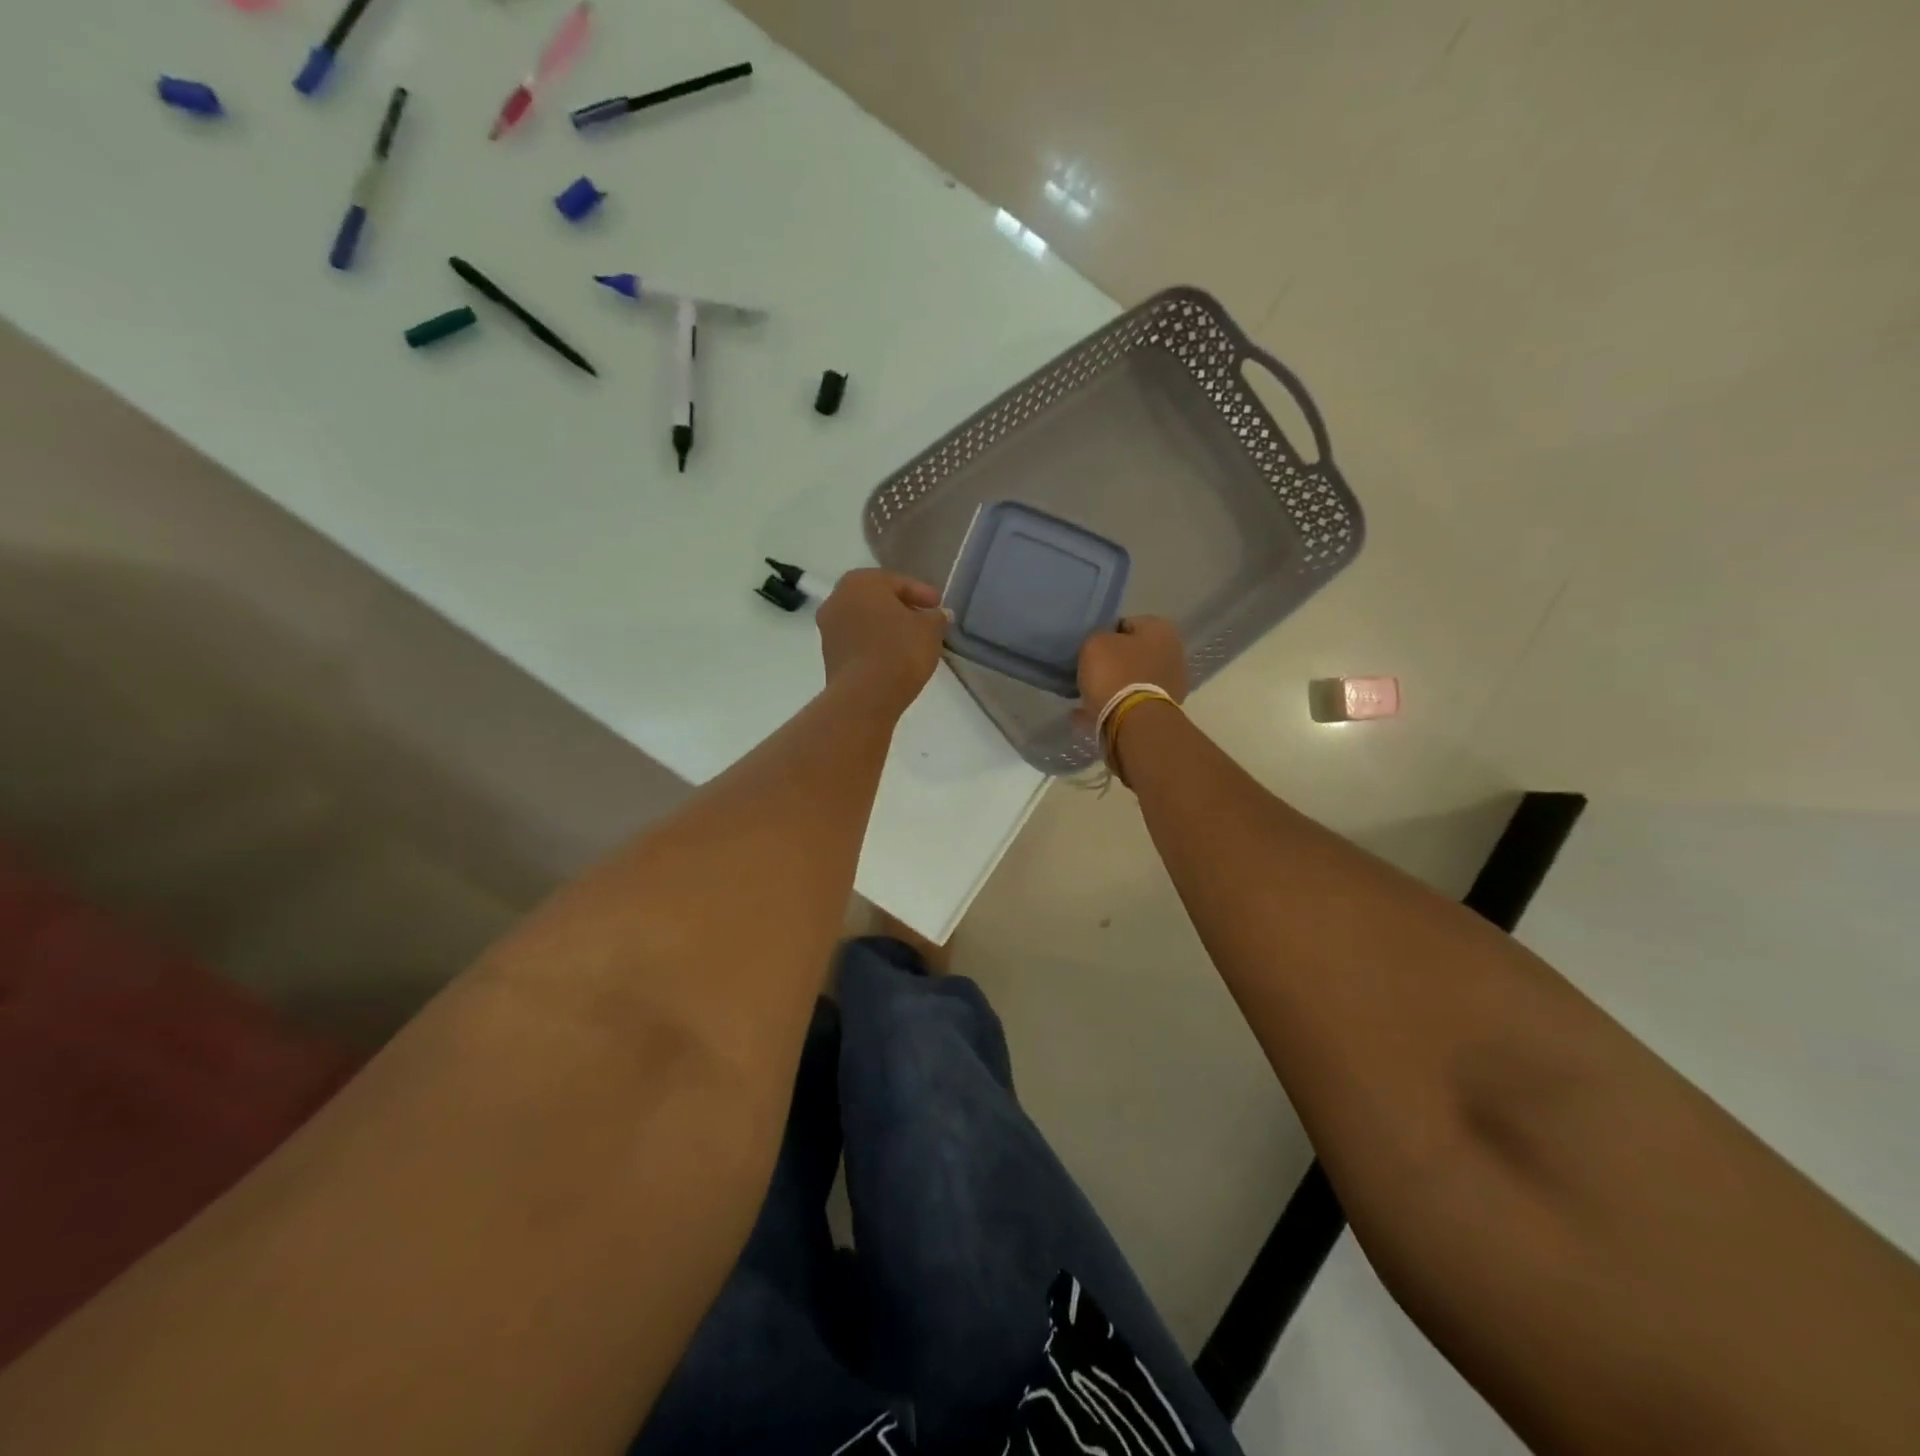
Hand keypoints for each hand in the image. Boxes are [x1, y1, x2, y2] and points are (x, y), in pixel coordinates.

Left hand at [817, 569, 949, 712]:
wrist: (864, 696)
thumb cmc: (899, 651)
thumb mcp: (930, 630)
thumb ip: (936, 617)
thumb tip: (936, 615)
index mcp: (861, 582)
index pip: (898, 582)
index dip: (923, 593)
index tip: (939, 606)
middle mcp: (838, 598)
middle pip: (878, 599)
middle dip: (902, 608)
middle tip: (925, 620)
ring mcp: (828, 627)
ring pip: (865, 620)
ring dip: (887, 626)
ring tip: (911, 641)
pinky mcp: (828, 654)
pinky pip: (858, 641)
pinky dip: (875, 643)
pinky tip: (893, 656)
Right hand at [1078, 616, 1188, 710]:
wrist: (1134, 722)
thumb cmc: (1116, 674)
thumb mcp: (1094, 644)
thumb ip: (1097, 637)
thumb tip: (1101, 646)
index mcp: (1160, 629)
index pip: (1125, 623)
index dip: (1104, 635)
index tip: (1088, 649)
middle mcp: (1173, 652)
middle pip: (1133, 653)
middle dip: (1112, 661)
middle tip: (1088, 671)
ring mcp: (1171, 683)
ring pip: (1133, 678)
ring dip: (1114, 684)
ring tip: (1088, 694)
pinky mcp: (1163, 709)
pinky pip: (1132, 701)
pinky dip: (1115, 705)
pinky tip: (1093, 711)